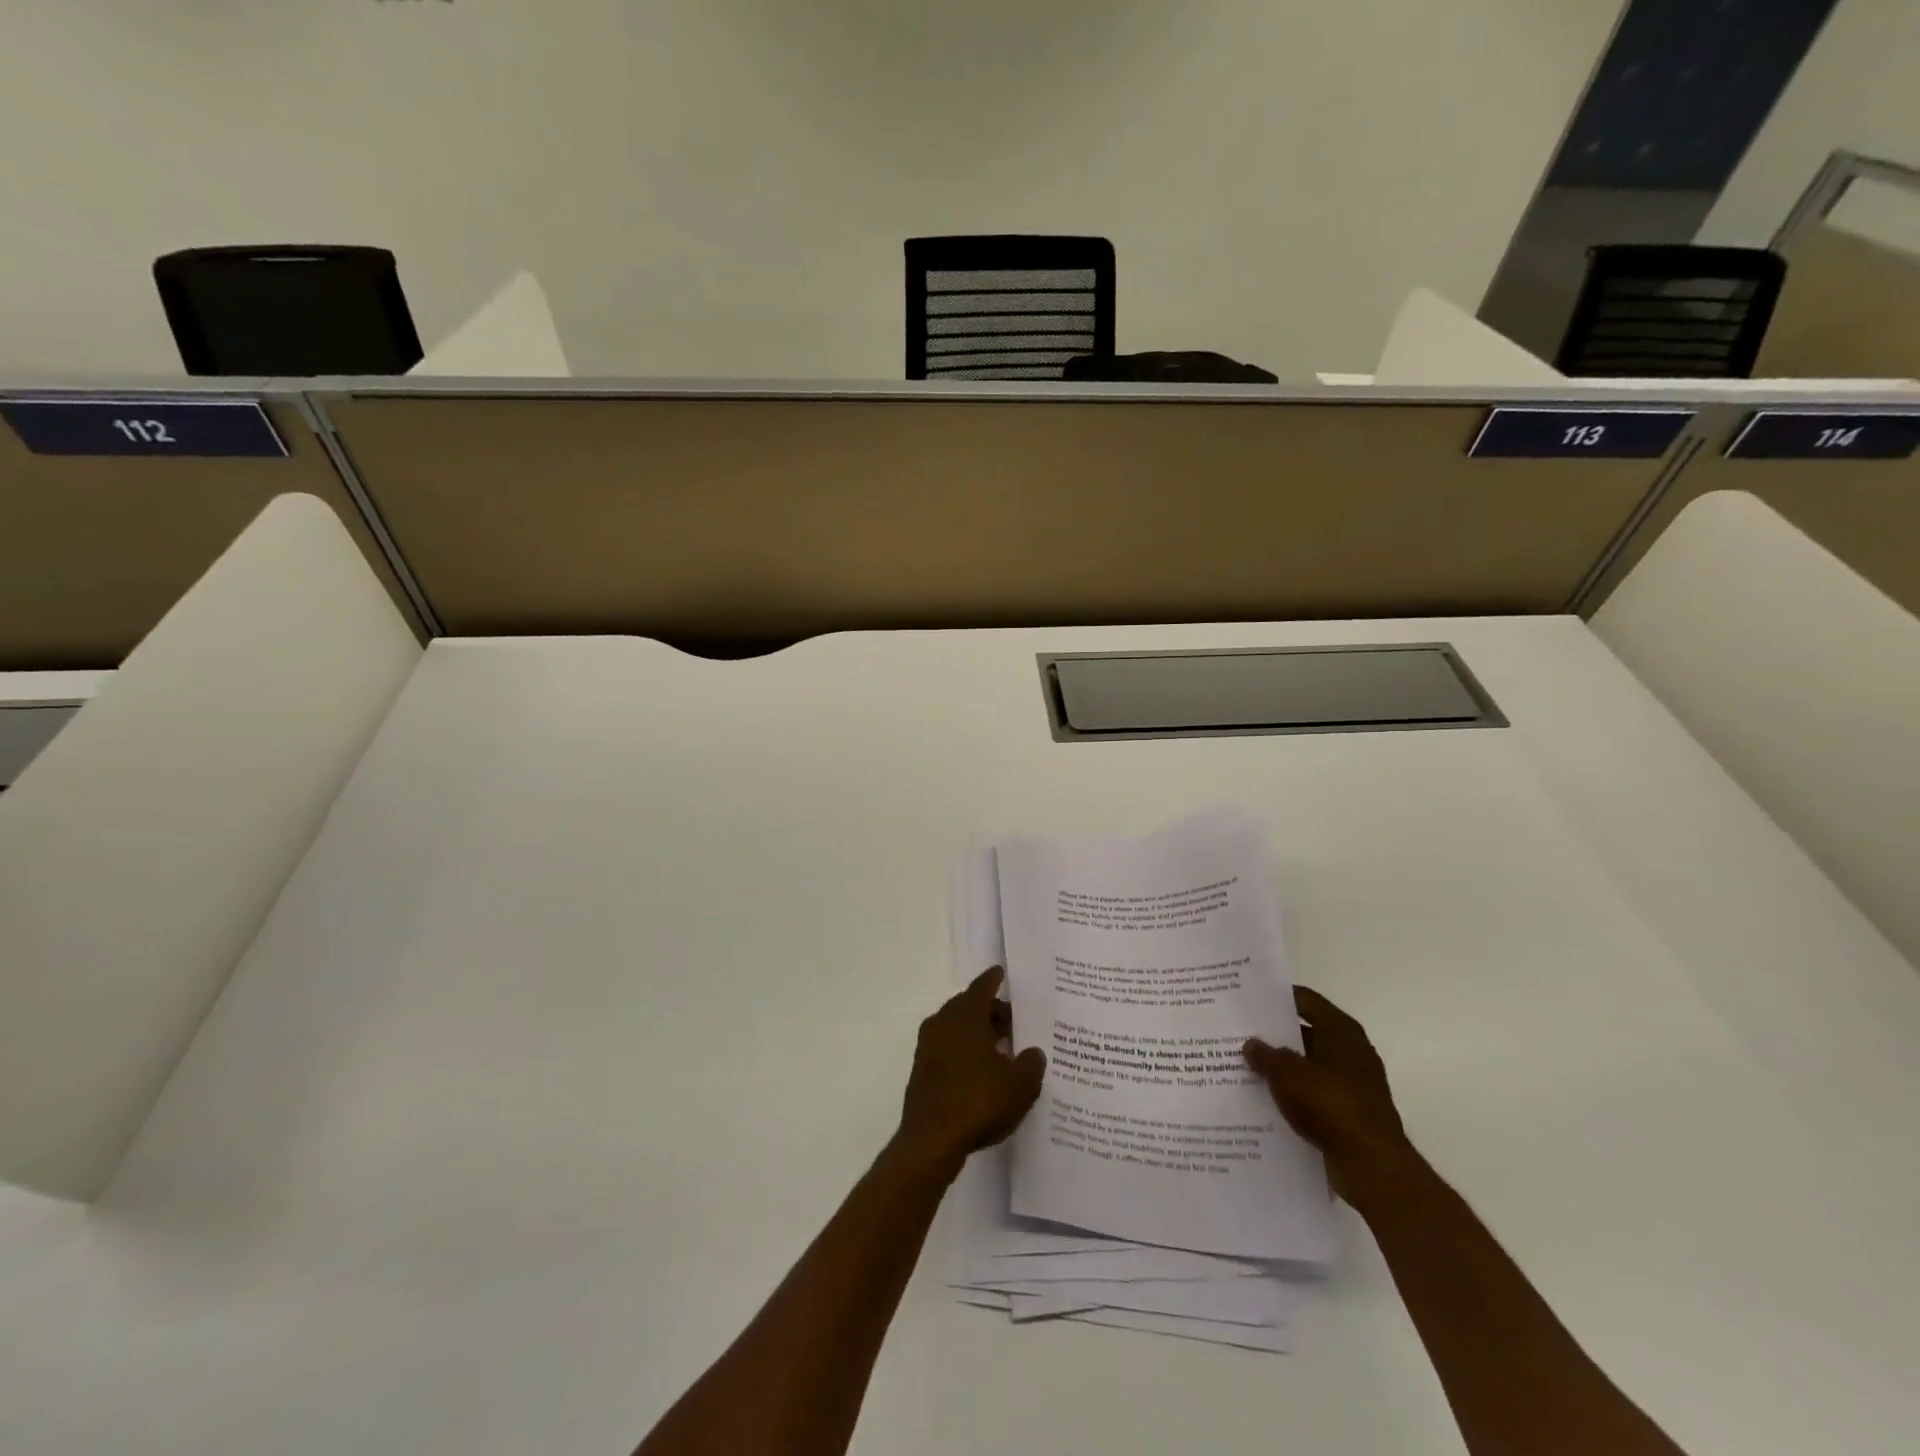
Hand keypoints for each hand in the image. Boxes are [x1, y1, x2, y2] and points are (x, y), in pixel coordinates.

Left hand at [896, 968, 1046, 1172]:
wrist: (932, 1140)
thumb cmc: (979, 1100)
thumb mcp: (1020, 1084)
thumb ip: (1031, 1063)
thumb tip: (1033, 1052)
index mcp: (965, 1015)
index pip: (982, 987)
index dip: (994, 979)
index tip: (1001, 972)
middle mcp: (943, 1022)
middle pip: (969, 1006)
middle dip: (991, 1011)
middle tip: (1013, 1019)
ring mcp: (928, 1047)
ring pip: (957, 1028)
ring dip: (978, 1032)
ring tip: (1003, 1046)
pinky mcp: (922, 1071)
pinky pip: (949, 1049)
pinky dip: (966, 1051)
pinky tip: (983, 1070)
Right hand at [1244, 986, 1413, 1205]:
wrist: (1371, 1165)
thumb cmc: (1330, 1104)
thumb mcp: (1286, 1073)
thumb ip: (1265, 1054)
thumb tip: (1252, 1044)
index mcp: (1340, 1031)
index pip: (1305, 1000)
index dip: (1277, 997)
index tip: (1249, 998)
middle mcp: (1351, 1051)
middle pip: (1306, 1032)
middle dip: (1275, 1035)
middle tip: (1240, 1033)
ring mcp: (1354, 1083)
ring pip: (1309, 1065)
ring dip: (1283, 1067)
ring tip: (1246, 1066)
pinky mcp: (1351, 1112)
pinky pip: (1315, 1093)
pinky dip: (1295, 1093)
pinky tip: (1267, 1098)